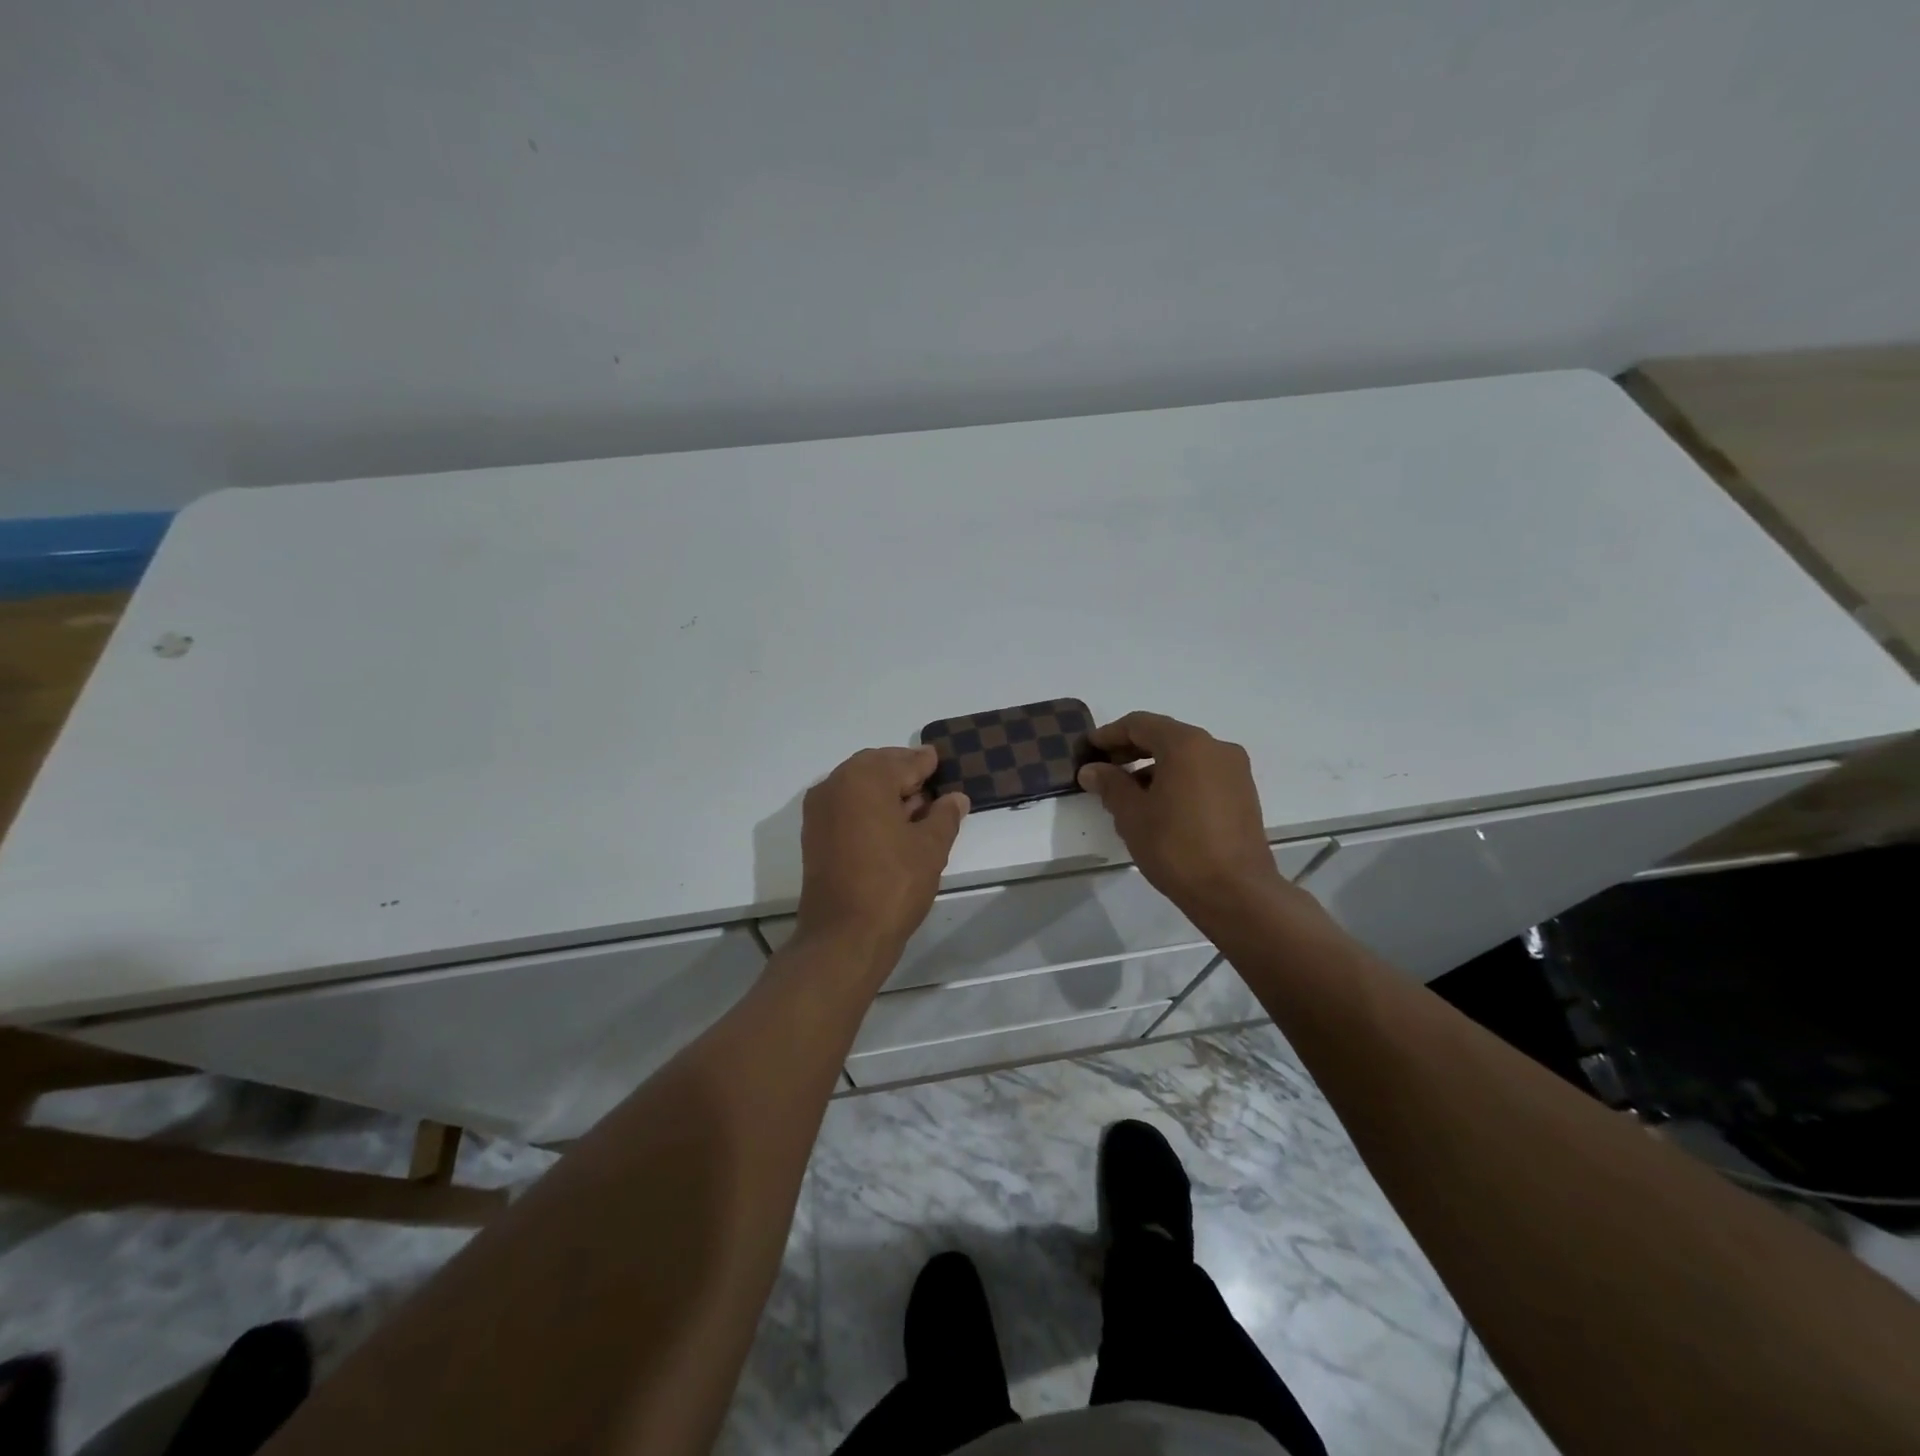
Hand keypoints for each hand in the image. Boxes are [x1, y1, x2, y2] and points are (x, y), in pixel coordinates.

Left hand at [796, 746, 968, 966]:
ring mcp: (819, 811)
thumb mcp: (930, 847)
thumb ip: (945, 815)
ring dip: (884, 789)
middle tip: (929, 780)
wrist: (843, 936)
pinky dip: (867, 806)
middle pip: (875, 767)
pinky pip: (845, 806)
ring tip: (916, 805)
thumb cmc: (893, 884)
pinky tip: (891, 823)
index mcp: (864, 779)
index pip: (902, 762)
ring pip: (857, 786)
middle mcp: (835, 785)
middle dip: (902, 771)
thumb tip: (956, 798)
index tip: (938, 759)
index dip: (924, 762)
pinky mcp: (814, 835)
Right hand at [1076, 712, 1287, 924]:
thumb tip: (1091, 770)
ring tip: (1127, 793)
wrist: (1236, 893)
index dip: (1109, 734)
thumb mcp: (1132, 815)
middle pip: (1165, 736)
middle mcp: (1215, 747)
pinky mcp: (1243, 793)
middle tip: (1103, 768)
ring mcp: (1234, 770)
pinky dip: (1176, 779)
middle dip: (1131, 749)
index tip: (1088, 748)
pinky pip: (1202, 773)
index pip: (1140, 724)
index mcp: (1187, 744)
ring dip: (1153, 766)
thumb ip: (1110, 784)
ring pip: (1185, 756)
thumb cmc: (1176, 847)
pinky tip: (1158, 805)